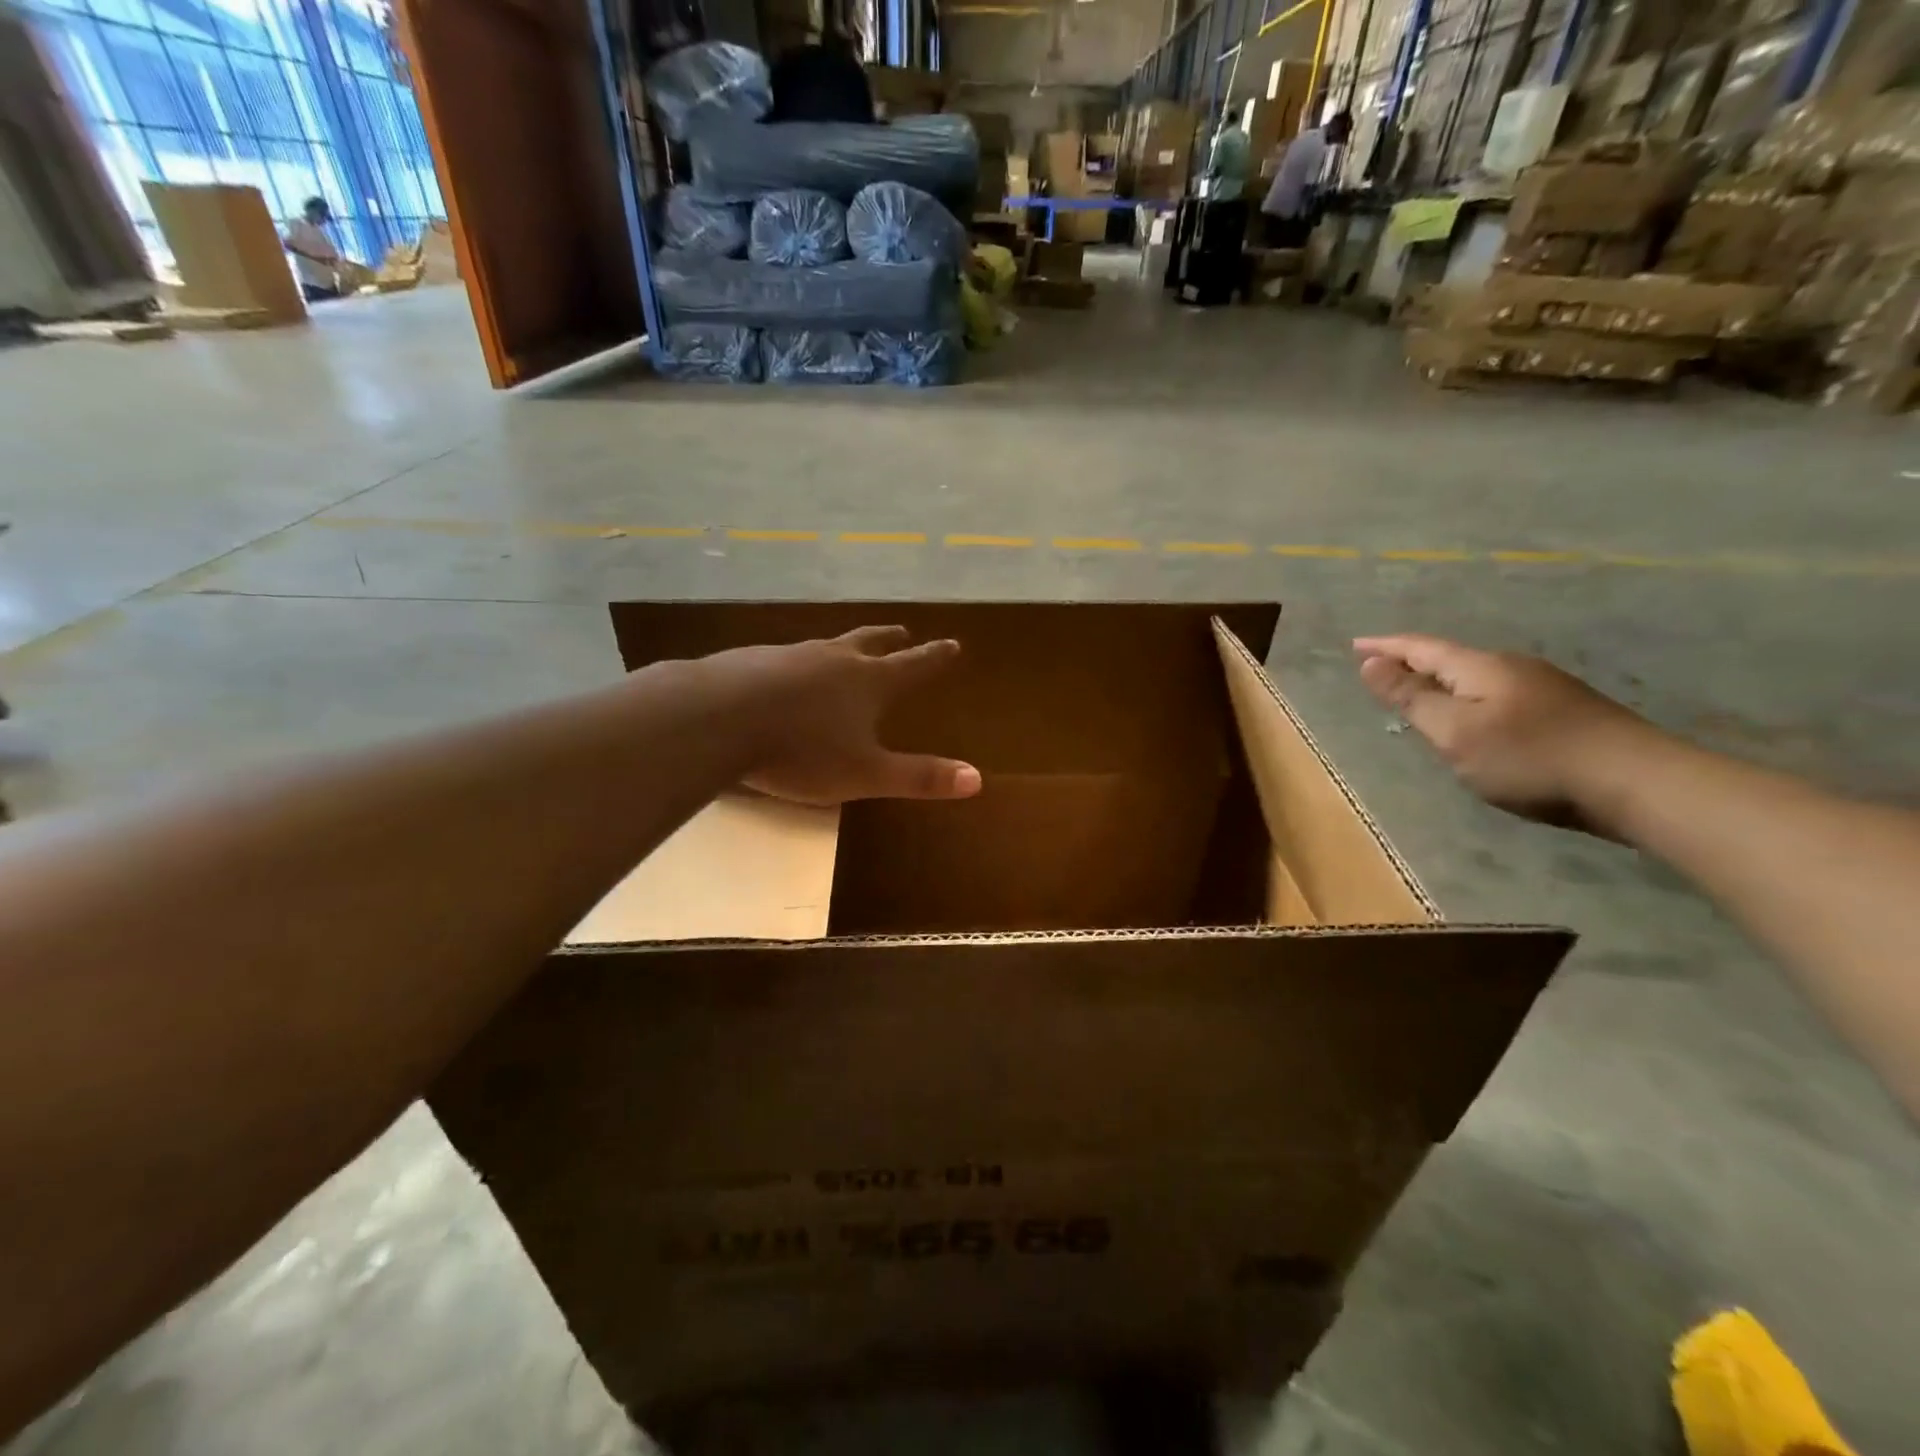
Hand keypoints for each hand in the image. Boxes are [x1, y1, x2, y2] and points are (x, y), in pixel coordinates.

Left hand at [725, 626, 982, 806]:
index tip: (952, 643)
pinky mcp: (751, 661)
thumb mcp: (865, 774)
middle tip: (902, 631)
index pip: (913, 665)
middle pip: (869, 642)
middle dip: (889, 639)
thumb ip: (918, 777)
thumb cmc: (800, 750)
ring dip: (843, 647)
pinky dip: (797, 664)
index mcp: (867, 683)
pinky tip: (784, 675)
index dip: (935, 657)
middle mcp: (833, 659)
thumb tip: (977, 779)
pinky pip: (785, 659)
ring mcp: (789, 655)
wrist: (716, 718)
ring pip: (825, 646)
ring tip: (844, 651)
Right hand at [1354, 634, 1657, 834]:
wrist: (1637, 783)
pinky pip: (1497, 695)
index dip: (1386, 646)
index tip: (1355, 644)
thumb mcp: (1455, 732)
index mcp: (1480, 667)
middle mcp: (1511, 668)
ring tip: (1418, 693)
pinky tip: (1472, 718)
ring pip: (1476, 678)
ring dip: (1441, 681)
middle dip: (1412, 662)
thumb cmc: (1530, 758)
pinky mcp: (1564, 712)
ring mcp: (1543, 689)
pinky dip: (1468, 699)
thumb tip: (1371, 664)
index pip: (1422, 648)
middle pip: (1450, 659)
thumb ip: (1411, 698)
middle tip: (1380, 669)